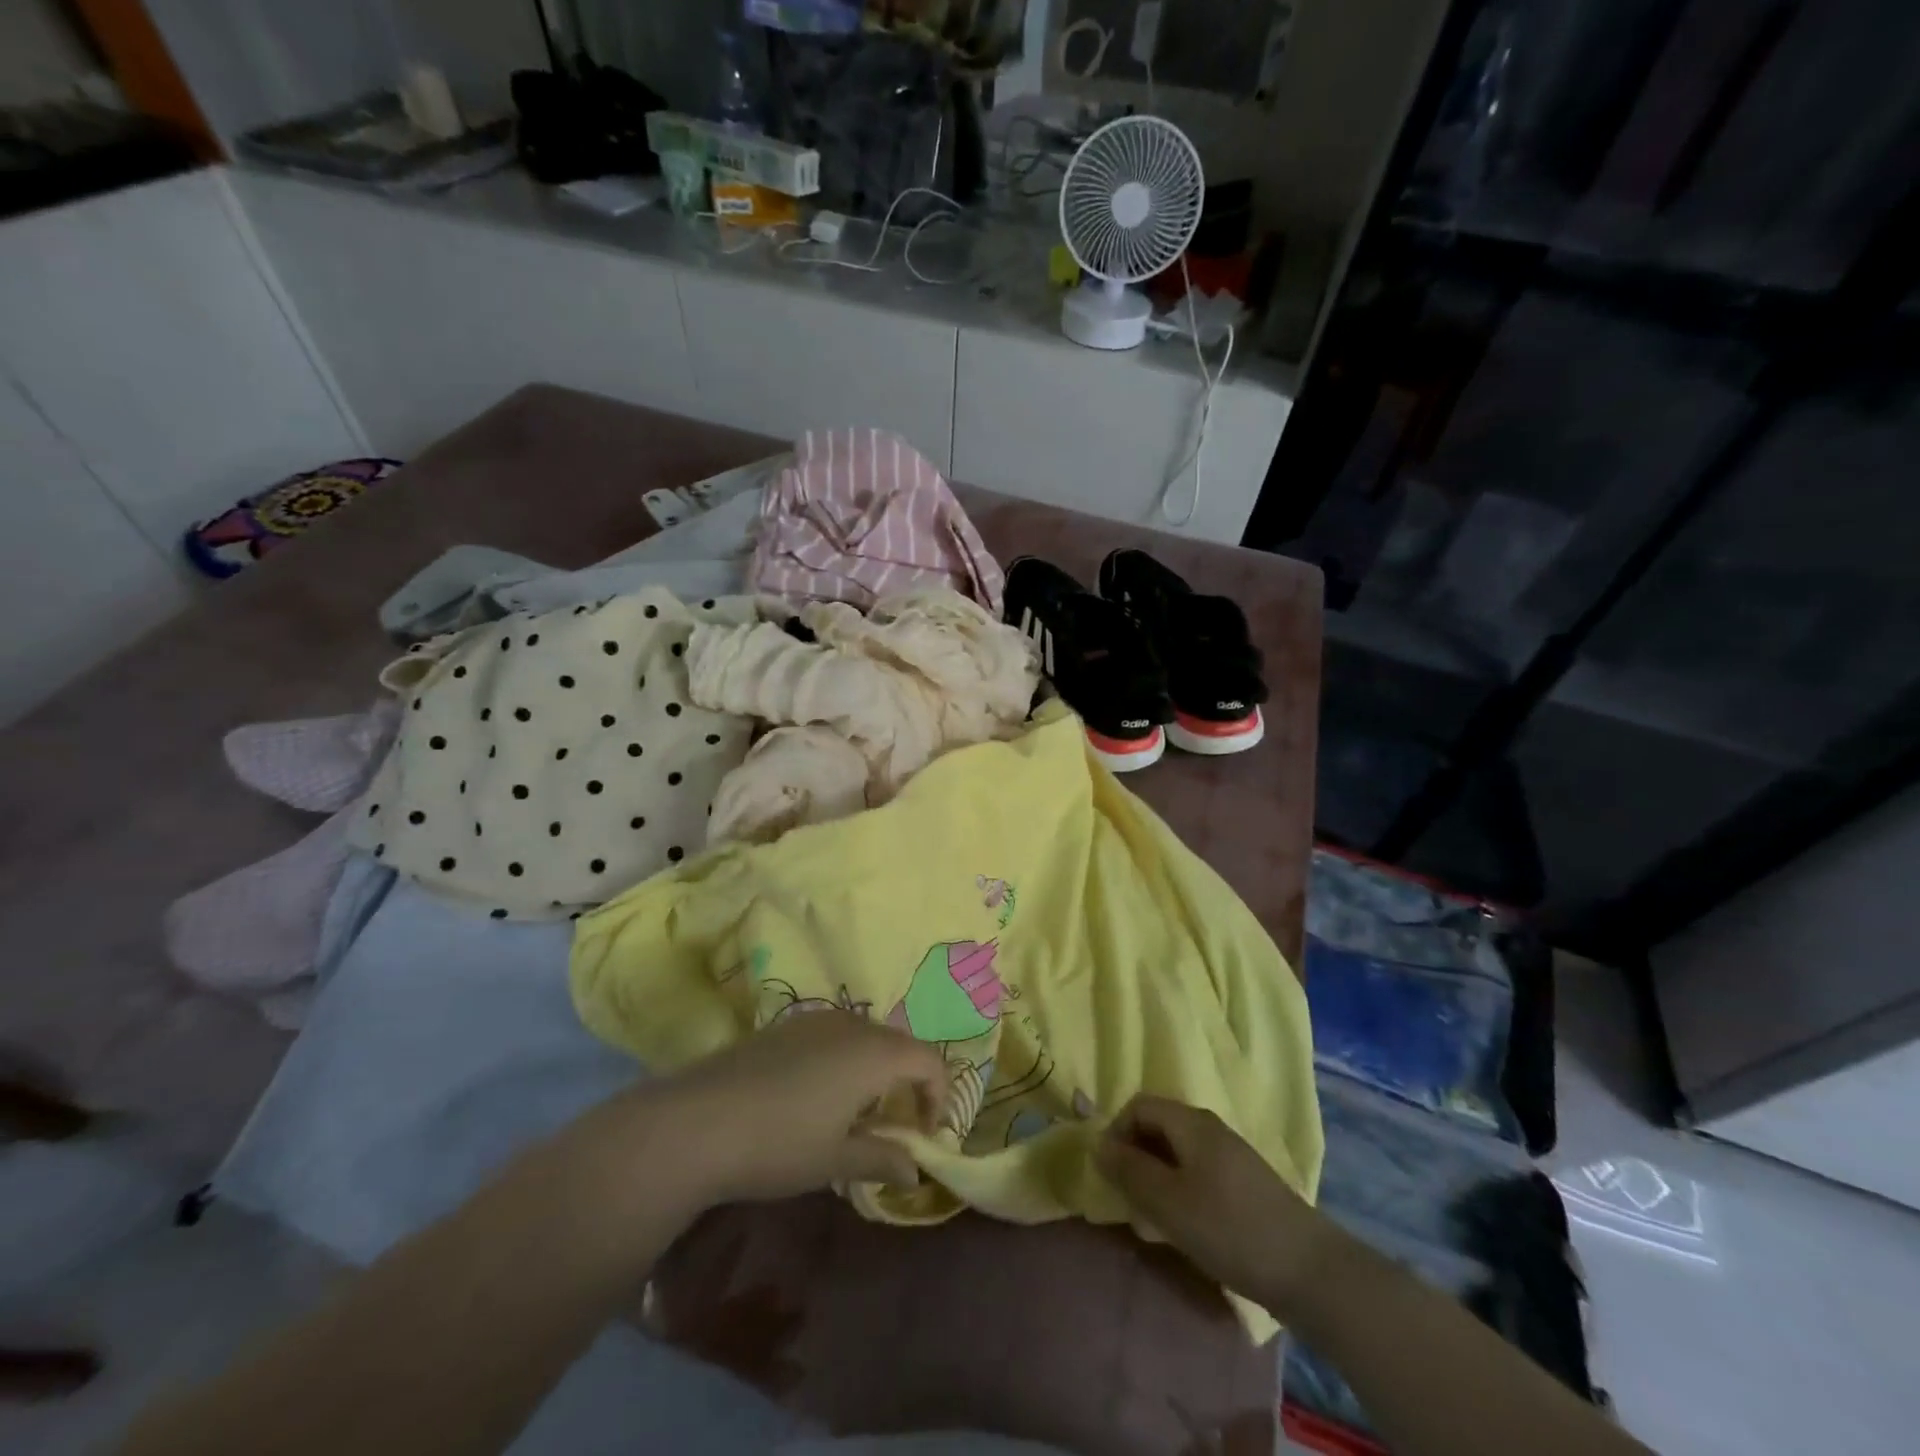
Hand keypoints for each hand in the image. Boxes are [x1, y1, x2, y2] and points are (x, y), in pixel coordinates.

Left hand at [666, 1012, 948, 1204]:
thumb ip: (882, 1159)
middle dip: (907, 1082)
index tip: (924, 1135)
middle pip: (899, 1044)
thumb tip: (915, 1171)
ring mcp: (816, 1020)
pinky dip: (845, 1060)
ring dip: (876, 1070)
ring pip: (866, 1037)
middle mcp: (852, 1025)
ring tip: (857, 1114)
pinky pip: (835, 1035)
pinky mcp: (786, 1026)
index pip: (929, 1061)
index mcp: (874, 1053)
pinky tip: (817, 1096)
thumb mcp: (836, 1160)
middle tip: (895, 1127)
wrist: (698, 1120)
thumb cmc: (779, 1144)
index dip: (938, 1096)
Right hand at [1097, 1095, 1327, 1314]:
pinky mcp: (1244, 1186)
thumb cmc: (1229, 1228)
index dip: (1116, 1132)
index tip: (1111, 1173)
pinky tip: (1184, 1230)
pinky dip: (1179, 1193)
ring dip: (1156, 1180)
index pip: (1138, 1105)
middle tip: (1128, 1200)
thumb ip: (1129, 1170)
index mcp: (1191, 1122)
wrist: (1310, 1271)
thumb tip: (1097, 1144)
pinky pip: (1197, 1174)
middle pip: (1158, 1127)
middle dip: (1135, 1158)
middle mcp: (1210, 1128)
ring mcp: (1230, 1157)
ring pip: (1177, 1154)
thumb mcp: (1168, 1202)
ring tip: (1151, 1221)